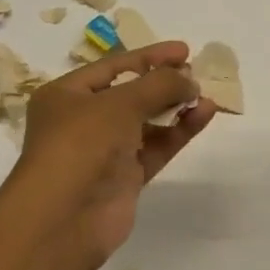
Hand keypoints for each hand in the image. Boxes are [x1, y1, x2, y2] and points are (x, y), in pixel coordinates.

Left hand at [6, 42, 213, 269]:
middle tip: (197, 73)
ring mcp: (105, 151)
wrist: (64, 219)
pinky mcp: (125, 178)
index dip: (150, 56)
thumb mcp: (120, 103)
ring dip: (175, 107)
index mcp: (66, 95)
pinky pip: (156, 147)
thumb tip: (190, 80)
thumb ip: (159, 85)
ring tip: (206, 96)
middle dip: (164, 82)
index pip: (113, 67)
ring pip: (147, 122)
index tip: (184, 50)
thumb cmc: (81, 145)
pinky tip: (204, 115)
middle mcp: (83, 121)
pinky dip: (179, 131)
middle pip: (131, 94)